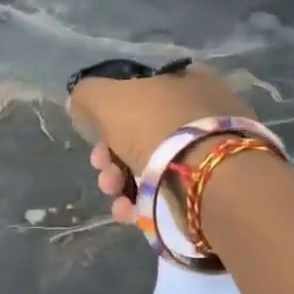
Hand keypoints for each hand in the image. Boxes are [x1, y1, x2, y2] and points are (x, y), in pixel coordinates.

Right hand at [69, 64, 250, 224]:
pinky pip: (168, 193)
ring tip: (115, 195)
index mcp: (187, 81)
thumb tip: (80, 102)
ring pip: (151, 167)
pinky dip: (143, 204)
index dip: (109, 118)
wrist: (209, 181)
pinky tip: (129, 212)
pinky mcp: (213, 189)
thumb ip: (89, 95)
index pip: (139, 95)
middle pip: (140, 135)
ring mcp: (211, 153)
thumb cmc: (158, 128)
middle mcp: (203, 113)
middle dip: (111, 158)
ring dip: (121, 183)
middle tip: (104, 172)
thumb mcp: (109, 99)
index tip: (95, 140)